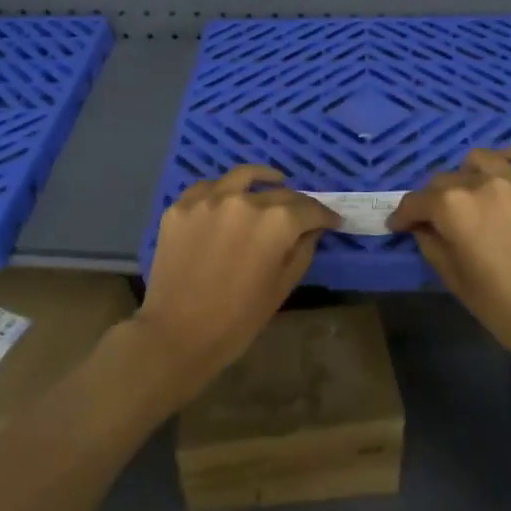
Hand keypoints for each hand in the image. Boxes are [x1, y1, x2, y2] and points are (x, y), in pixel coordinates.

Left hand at [136, 166, 340, 391]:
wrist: (178, 333)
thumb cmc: (238, 319)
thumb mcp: (282, 286)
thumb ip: (302, 250)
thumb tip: (313, 229)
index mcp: (276, 222)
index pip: (310, 209)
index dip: (325, 215)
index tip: (332, 221)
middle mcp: (244, 201)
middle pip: (280, 193)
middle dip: (297, 204)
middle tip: (303, 215)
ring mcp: (208, 200)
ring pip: (242, 177)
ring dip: (262, 180)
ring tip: (271, 182)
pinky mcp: (180, 207)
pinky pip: (207, 188)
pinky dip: (223, 189)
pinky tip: (228, 197)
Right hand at [389, 147, 510, 374]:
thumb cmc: (502, 307)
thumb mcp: (454, 280)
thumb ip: (431, 244)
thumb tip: (422, 227)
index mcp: (454, 208)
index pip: (416, 201)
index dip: (403, 215)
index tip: (399, 225)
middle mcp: (484, 184)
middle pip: (446, 180)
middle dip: (434, 199)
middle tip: (438, 220)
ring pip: (482, 160)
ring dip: (468, 174)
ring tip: (471, 192)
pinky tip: (506, 165)